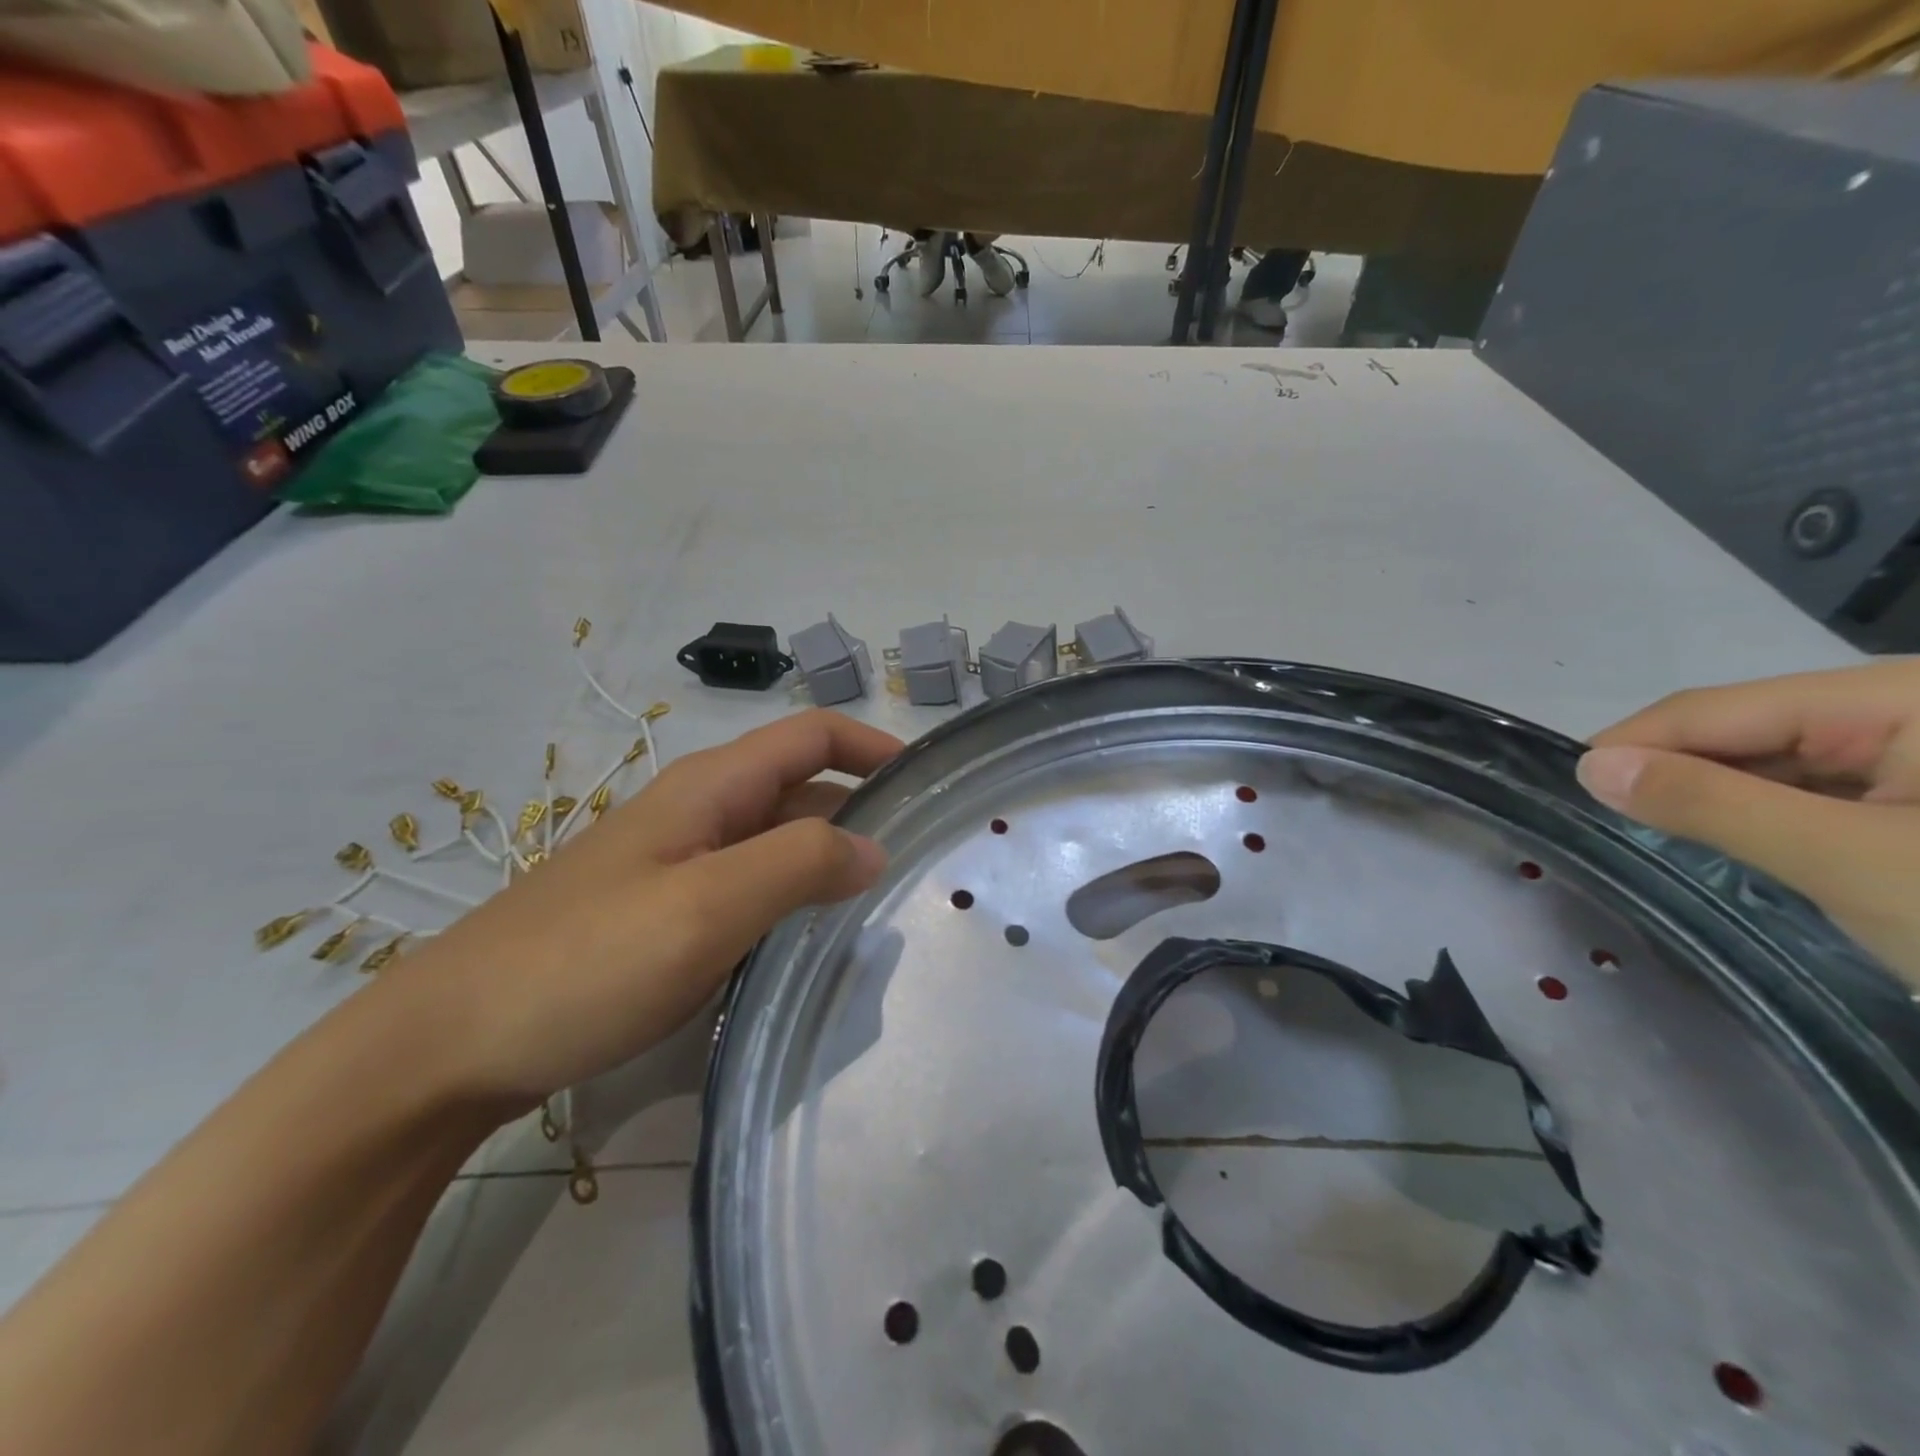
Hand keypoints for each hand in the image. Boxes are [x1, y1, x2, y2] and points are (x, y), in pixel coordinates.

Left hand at [386, 711, 901, 1105]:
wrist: (451, 1043)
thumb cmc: (584, 961)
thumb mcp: (706, 907)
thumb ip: (798, 864)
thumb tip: (873, 848)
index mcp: (711, 787)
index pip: (812, 735)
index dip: (874, 746)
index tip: (929, 782)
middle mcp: (699, 811)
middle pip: (800, 785)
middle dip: (862, 806)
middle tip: (920, 856)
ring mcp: (679, 862)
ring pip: (776, 839)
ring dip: (829, 855)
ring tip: (881, 902)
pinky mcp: (665, 910)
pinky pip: (750, 886)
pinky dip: (793, 896)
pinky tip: (810, 940)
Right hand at [1577, 659, 1919, 988]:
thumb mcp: (1852, 864)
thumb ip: (1712, 805)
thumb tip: (1590, 766)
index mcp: (1899, 697)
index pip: (1714, 707)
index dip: (1630, 744)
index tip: (1562, 789)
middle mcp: (1904, 704)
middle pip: (1740, 727)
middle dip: (1666, 771)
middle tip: (1599, 821)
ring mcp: (1915, 745)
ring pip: (1768, 757)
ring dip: (1707, 794)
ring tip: (1650, 832)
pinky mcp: (1918, 787)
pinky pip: (1809, 785)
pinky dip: (1756, 811)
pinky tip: (1725, 838)